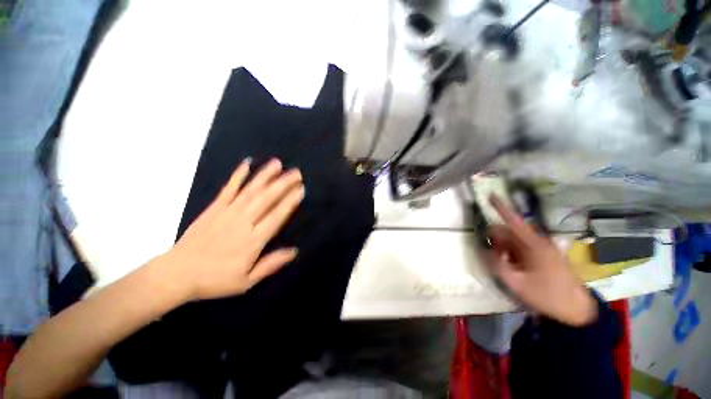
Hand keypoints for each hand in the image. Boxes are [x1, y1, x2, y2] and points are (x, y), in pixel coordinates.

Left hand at [166, 158, 303, 300]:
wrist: (177, 274)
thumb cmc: (215, 280)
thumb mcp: (246, 281)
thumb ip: (271, 264)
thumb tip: (294, 251)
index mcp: (253, 240)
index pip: (276, 216)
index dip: (290, 202)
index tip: (301, 189)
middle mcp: (243, 222)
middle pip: (266, 199)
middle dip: (283, 184)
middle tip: (296, 172)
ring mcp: (227, 212)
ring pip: (251, 191)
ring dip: (265, 176)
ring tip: (277, 163)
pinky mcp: (214, 208)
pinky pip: (229, 189)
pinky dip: (238, 175)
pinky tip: (247, 164)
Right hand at [487, 196, 597, 326]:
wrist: (577, 308)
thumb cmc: (548, 295)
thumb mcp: (518, 284)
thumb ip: (498, 265)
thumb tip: (487, 250)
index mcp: (534, 245)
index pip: (513, 221)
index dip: (501, 207)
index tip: (490, 195)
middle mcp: (538, 242)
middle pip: (510, 231)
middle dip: (496, 239)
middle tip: (493, 256)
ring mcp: (542, 248)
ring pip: (514, 240)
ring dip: (504, 248)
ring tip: (505, 266)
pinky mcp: (544, 254)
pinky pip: (522, 247)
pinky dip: (512, 253)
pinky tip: (515, 267)